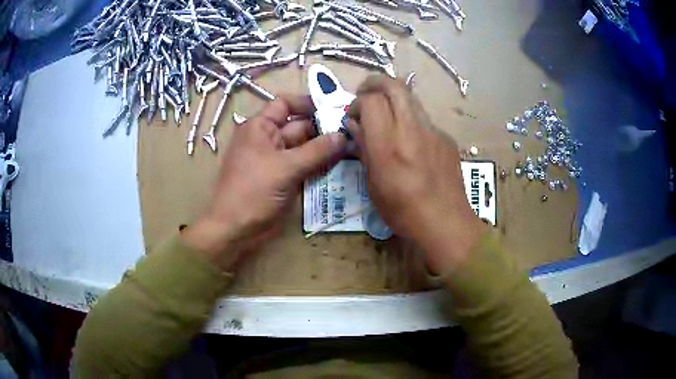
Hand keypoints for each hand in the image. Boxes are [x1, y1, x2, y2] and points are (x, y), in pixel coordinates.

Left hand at [183, 95, 346, 270]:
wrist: (236, 228)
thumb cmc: (253, 191)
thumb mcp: (285, 167)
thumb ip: (316, 151)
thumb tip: (343, 135)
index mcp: (260, 127)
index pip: (284, 104)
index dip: (307, 103)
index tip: (333, 107)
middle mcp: (269, 139)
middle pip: (300, 126)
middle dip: (323, 128)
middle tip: (353, 130)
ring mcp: (277, 159)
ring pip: (305, 147)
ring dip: (325, 148)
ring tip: (353, 145)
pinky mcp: (284, 177)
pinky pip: (305, 165)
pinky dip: (319, 164)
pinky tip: (340, 164)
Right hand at [348, 76, 483, 273]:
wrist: (446, 222)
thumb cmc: (403, 211)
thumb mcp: (373, 184)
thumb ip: (364, 148)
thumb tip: (355, 125)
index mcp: (389, 145)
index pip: (371, 101)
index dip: (358, 102)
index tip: (353, 115)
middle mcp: (412, 130)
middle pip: (395, 85)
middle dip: (375, 83)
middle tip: (366, 95)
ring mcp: (433, 131)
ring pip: (411, 98)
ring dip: (394, 99)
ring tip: (387, 117)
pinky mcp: (446, 138)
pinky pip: (424, 119)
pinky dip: (411, 120)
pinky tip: (411, 143)